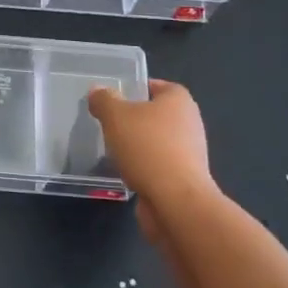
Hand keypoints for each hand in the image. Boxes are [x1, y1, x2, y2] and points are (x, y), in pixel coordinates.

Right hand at [87, 80, 214, 233]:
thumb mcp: (115, 116)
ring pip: (157, 141)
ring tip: (113, 149)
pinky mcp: (184, 178)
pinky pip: (159, 164)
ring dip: (138, 145)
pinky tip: (126, 172)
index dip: (136, 88)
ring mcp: (189, 152)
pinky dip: (144, 166)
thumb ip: (104, 100)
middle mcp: (189, 122)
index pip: (157, 85)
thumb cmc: (147, 148)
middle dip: (134, 119)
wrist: (176, 202)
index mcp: (179, 100)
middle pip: (157, 114)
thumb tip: (98, 91)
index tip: (114, 98)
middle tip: (108, 123)